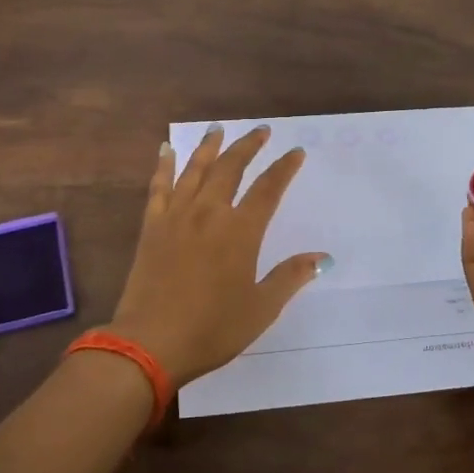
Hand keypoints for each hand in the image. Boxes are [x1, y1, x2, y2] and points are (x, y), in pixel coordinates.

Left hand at [110, 124, 328, 387]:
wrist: (150, 343)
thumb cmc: (212, 329)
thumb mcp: (261, 309)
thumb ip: (290, 277)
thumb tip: (323, 258)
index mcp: (240, 231)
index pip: (268, 189)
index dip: (284, 168)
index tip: (295, 152)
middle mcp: (209, 213)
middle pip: (231, 168)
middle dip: (248, 146)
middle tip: (261, 130)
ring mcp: (177, 217)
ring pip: (195, 170)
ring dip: (209, 146)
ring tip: (218, 128)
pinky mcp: (151, 227)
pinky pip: (158, 187)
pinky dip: (164, 165)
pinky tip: (166, 150)